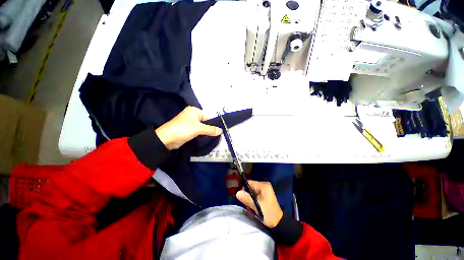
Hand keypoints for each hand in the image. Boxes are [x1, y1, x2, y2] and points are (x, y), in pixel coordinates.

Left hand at [155, 106, 222, 149]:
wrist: (166, 139)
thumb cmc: (183, 129)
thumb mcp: (199, 128)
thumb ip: (211, 129)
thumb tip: (221, 130)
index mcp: (194, 111)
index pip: (208, 116)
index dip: (214, 123)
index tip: (220, 130)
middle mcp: (192, 115)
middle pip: (206, 122)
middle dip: (211, 129)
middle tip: (218, 135)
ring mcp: (190, 123)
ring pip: (202, 127)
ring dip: (207, 132)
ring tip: (215, 137)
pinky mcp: (188, 130)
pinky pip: (198, 131)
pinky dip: (202, 134)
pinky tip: (207, 138)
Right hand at [236, 180, 283, 227]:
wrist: (278, 223)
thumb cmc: (268, 213)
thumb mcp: (257, 207)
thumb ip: (247, 199)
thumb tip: (237, 193)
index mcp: (263, 186)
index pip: (249, 183)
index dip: (243, 189)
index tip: (241, 197)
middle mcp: (264, 185)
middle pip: (250, 187)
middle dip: (247, 196)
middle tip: (247, 206)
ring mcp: (264, 190)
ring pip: (251, 192)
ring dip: (249, 200)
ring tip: (250, 209)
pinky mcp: (263, 195)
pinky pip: (254, 195)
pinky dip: (252, 201)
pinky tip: (253, 208)